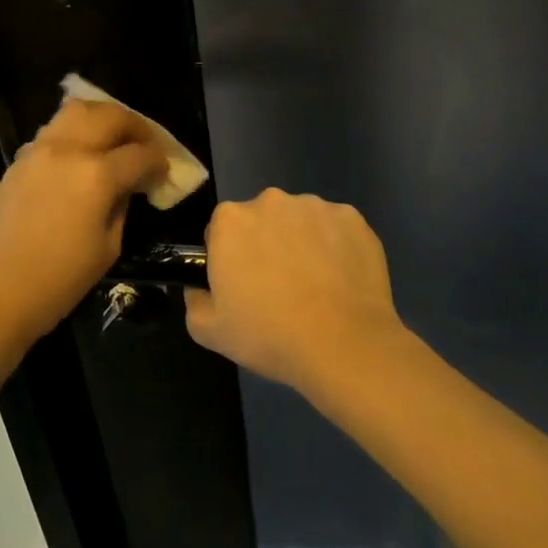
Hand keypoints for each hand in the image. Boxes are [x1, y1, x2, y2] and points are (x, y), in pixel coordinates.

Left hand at [0, 98, 168, 373]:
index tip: (165, 172)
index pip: (140, 154)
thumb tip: (124, 190)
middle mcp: (68, 150)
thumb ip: (119, 209)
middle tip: (146, 146)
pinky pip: (53, 130)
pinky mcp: (18, 160)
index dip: (159, 161)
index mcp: (96, 175)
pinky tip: (81, 155)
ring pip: (76, 111)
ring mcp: (38, 150)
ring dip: (102, 118)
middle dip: (135, 126)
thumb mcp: (105, 251)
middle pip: (109, 115)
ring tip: (114, 140)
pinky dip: (74, 132)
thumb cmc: (53, 285)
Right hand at [185, 190, 403, 394]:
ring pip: (300, 222)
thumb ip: (194, 301)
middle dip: (266, 244)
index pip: (221, 231)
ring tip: (316, 287)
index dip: (230, 259)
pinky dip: (337, 247)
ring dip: (302, 243)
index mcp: (230, 220)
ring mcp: (315, 206)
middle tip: (278, 288)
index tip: (243, 286)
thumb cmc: (269, 335)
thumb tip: (200, 289)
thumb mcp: (210, 330)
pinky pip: (337, 229)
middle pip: (262, 220)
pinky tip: (342, 281)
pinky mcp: (352, 219)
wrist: (343, 346)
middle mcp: (270, 201)